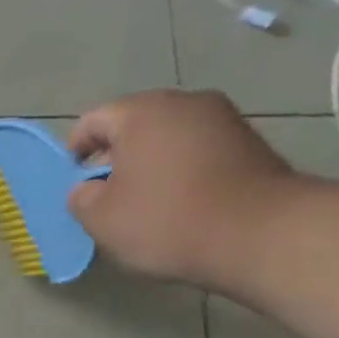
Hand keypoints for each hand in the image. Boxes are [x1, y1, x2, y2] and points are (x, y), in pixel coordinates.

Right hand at [65, 89, 299, 289]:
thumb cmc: (167, 219)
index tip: (76, 184)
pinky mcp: (251, 143)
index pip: (92, 121)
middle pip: (134, 125)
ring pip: (169, 137)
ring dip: (151, 164)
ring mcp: (224, 119)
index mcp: (142, 112)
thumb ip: (80, 197)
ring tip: (146, 202)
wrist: (263, 234)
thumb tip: (89, 189)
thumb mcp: (100, 217)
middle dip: (115, 157)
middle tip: (108, 195)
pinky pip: (199, 151)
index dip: (75, 152)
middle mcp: (185, 102)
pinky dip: (183, 171)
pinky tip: (181, 203)